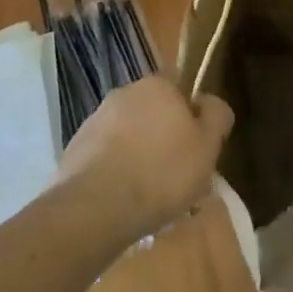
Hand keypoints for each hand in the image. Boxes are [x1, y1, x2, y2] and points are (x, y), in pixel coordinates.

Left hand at [54, 76, 233, 241]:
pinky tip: (123, 203)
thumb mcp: (207, 146)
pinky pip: (106, 158)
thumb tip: (211, 103)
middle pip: (154, 115)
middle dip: (164, 141)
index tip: (197, 153)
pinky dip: (115, 174)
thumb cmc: (162, 172)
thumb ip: (216, 117)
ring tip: (150, 199)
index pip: (181, 93)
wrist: (96, 206)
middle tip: (176, 180)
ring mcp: (95, 120)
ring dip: (139, 158)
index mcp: (157, 85)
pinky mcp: (75, 149)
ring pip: (129, 137)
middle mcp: (124, 93)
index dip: (192, 122)